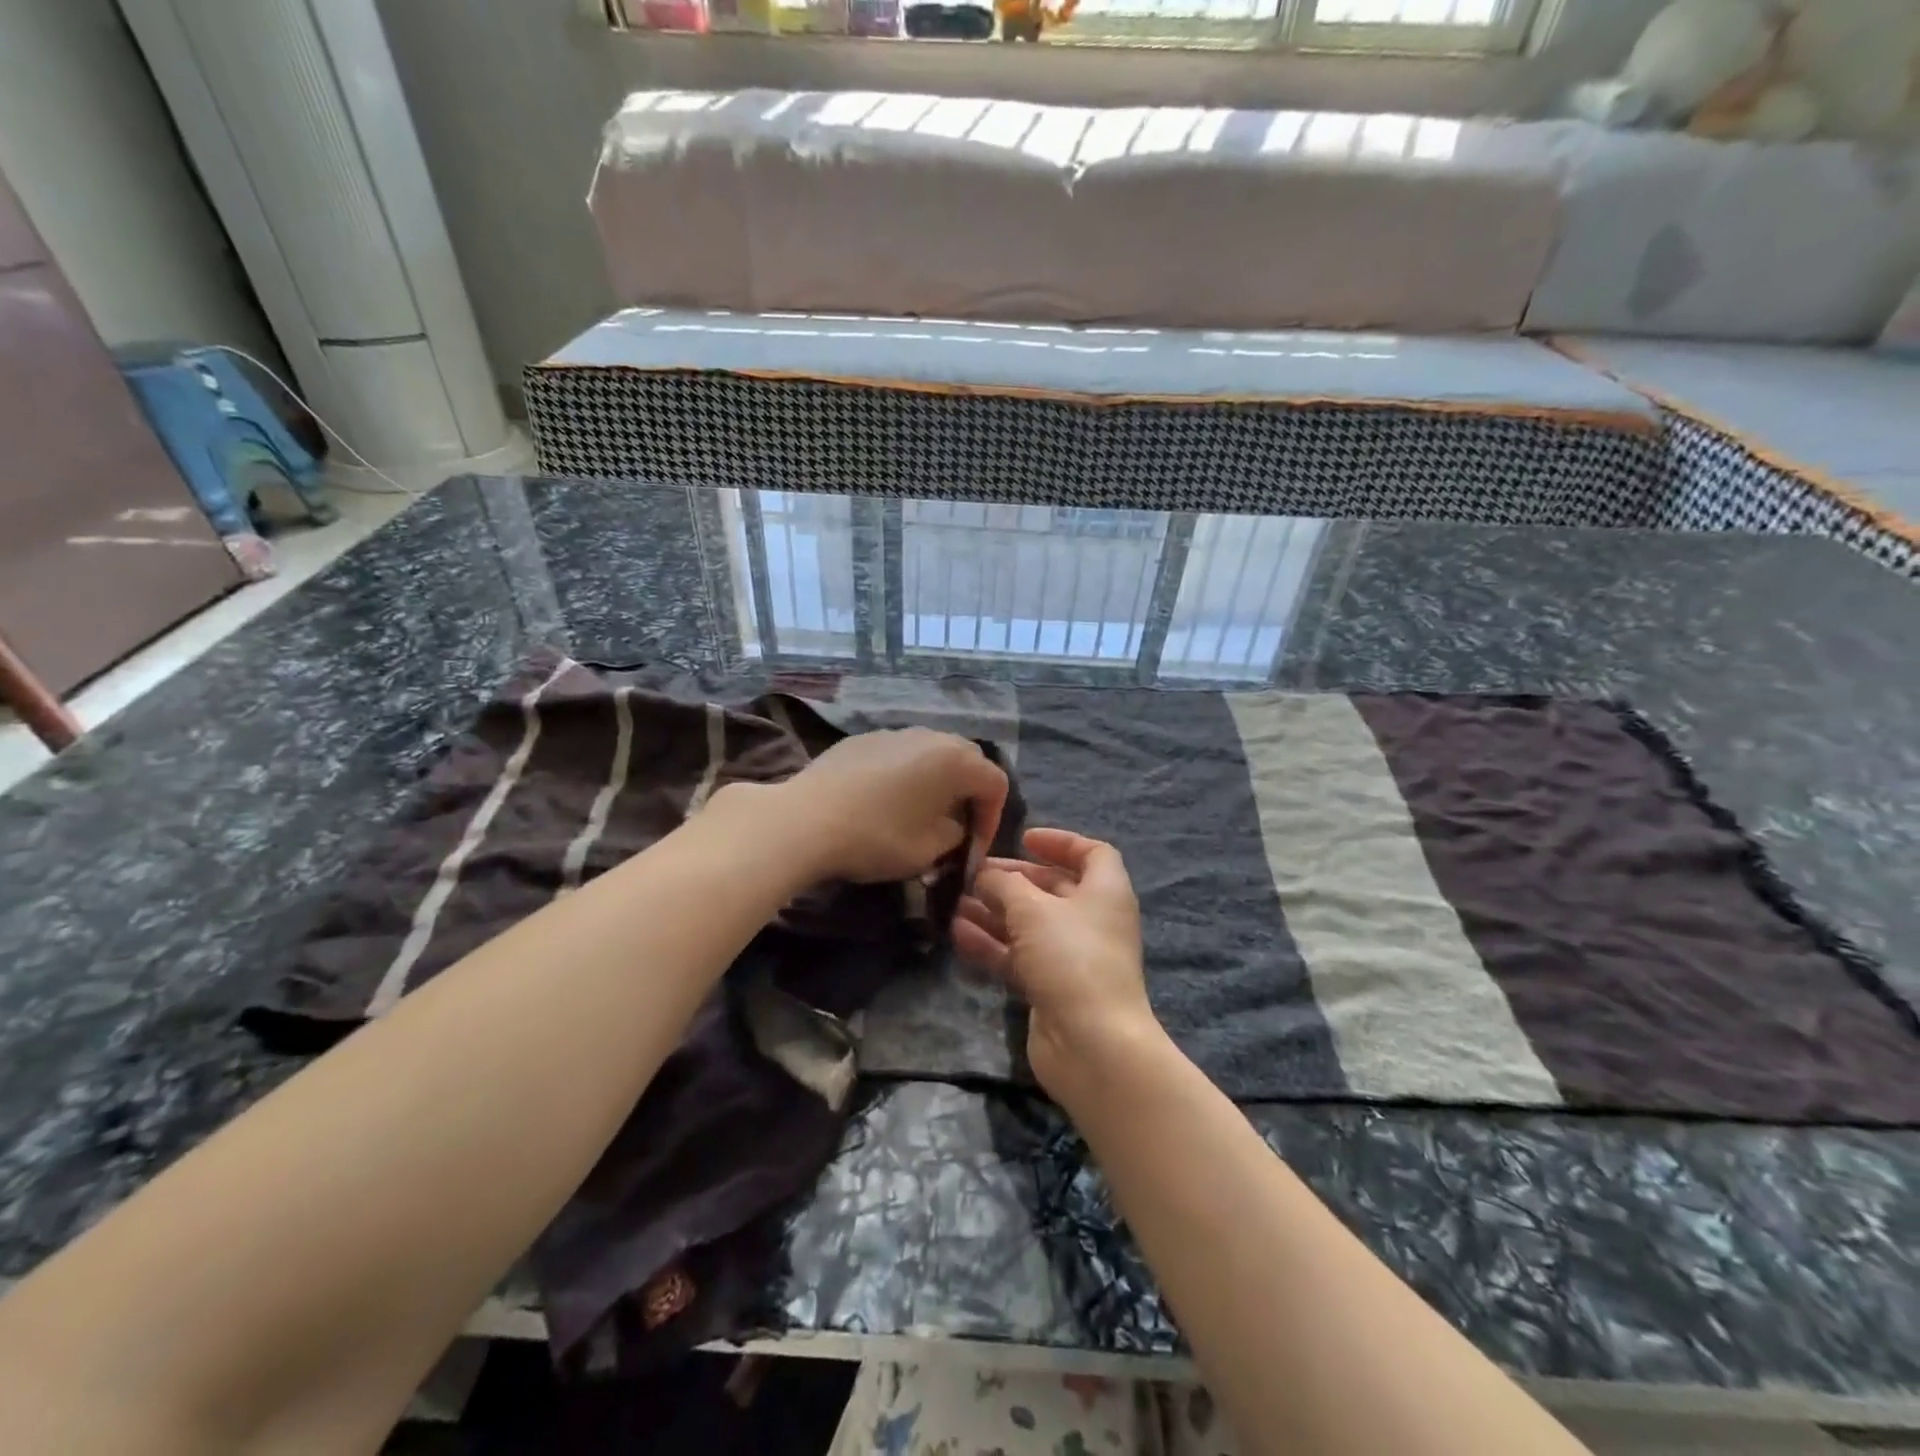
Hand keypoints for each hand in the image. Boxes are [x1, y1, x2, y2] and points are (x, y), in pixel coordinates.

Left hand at [727, 728, 1008, 884]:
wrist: (805, 820)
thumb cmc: (877, 837)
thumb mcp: (929, 850)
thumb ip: (955, 835)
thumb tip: (953, 826)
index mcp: (955, 760)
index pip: (995, 783)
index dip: (993, 819)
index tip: (973, 849)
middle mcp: (929, 737)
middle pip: (966, 760)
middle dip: (968, 795)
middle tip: (954, 827)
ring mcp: (893, 733)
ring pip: (930, 754)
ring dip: (935, 782)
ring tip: (919, 813)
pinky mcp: (861, 739)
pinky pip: (897, 754)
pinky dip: (903, 775)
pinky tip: (882, 802)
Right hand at [953, 828, 1160, 1096]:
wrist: (1092, 1044)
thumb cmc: (1070, 957)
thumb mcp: (1032, 909)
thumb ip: (1004, 885)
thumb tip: (985, 875)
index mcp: (1105, 891)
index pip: (1091, 853)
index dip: (1060, 842)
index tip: (1023, 839)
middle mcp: (1093, 920)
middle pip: (1052, 888)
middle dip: (1011, 880)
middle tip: (972, 874)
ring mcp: (1073, 957)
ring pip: (1030, 925)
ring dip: (994, 913)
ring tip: (954, 903)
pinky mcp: (1052, 987)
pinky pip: (1019, 956)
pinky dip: (992, 944)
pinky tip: (957, 934)